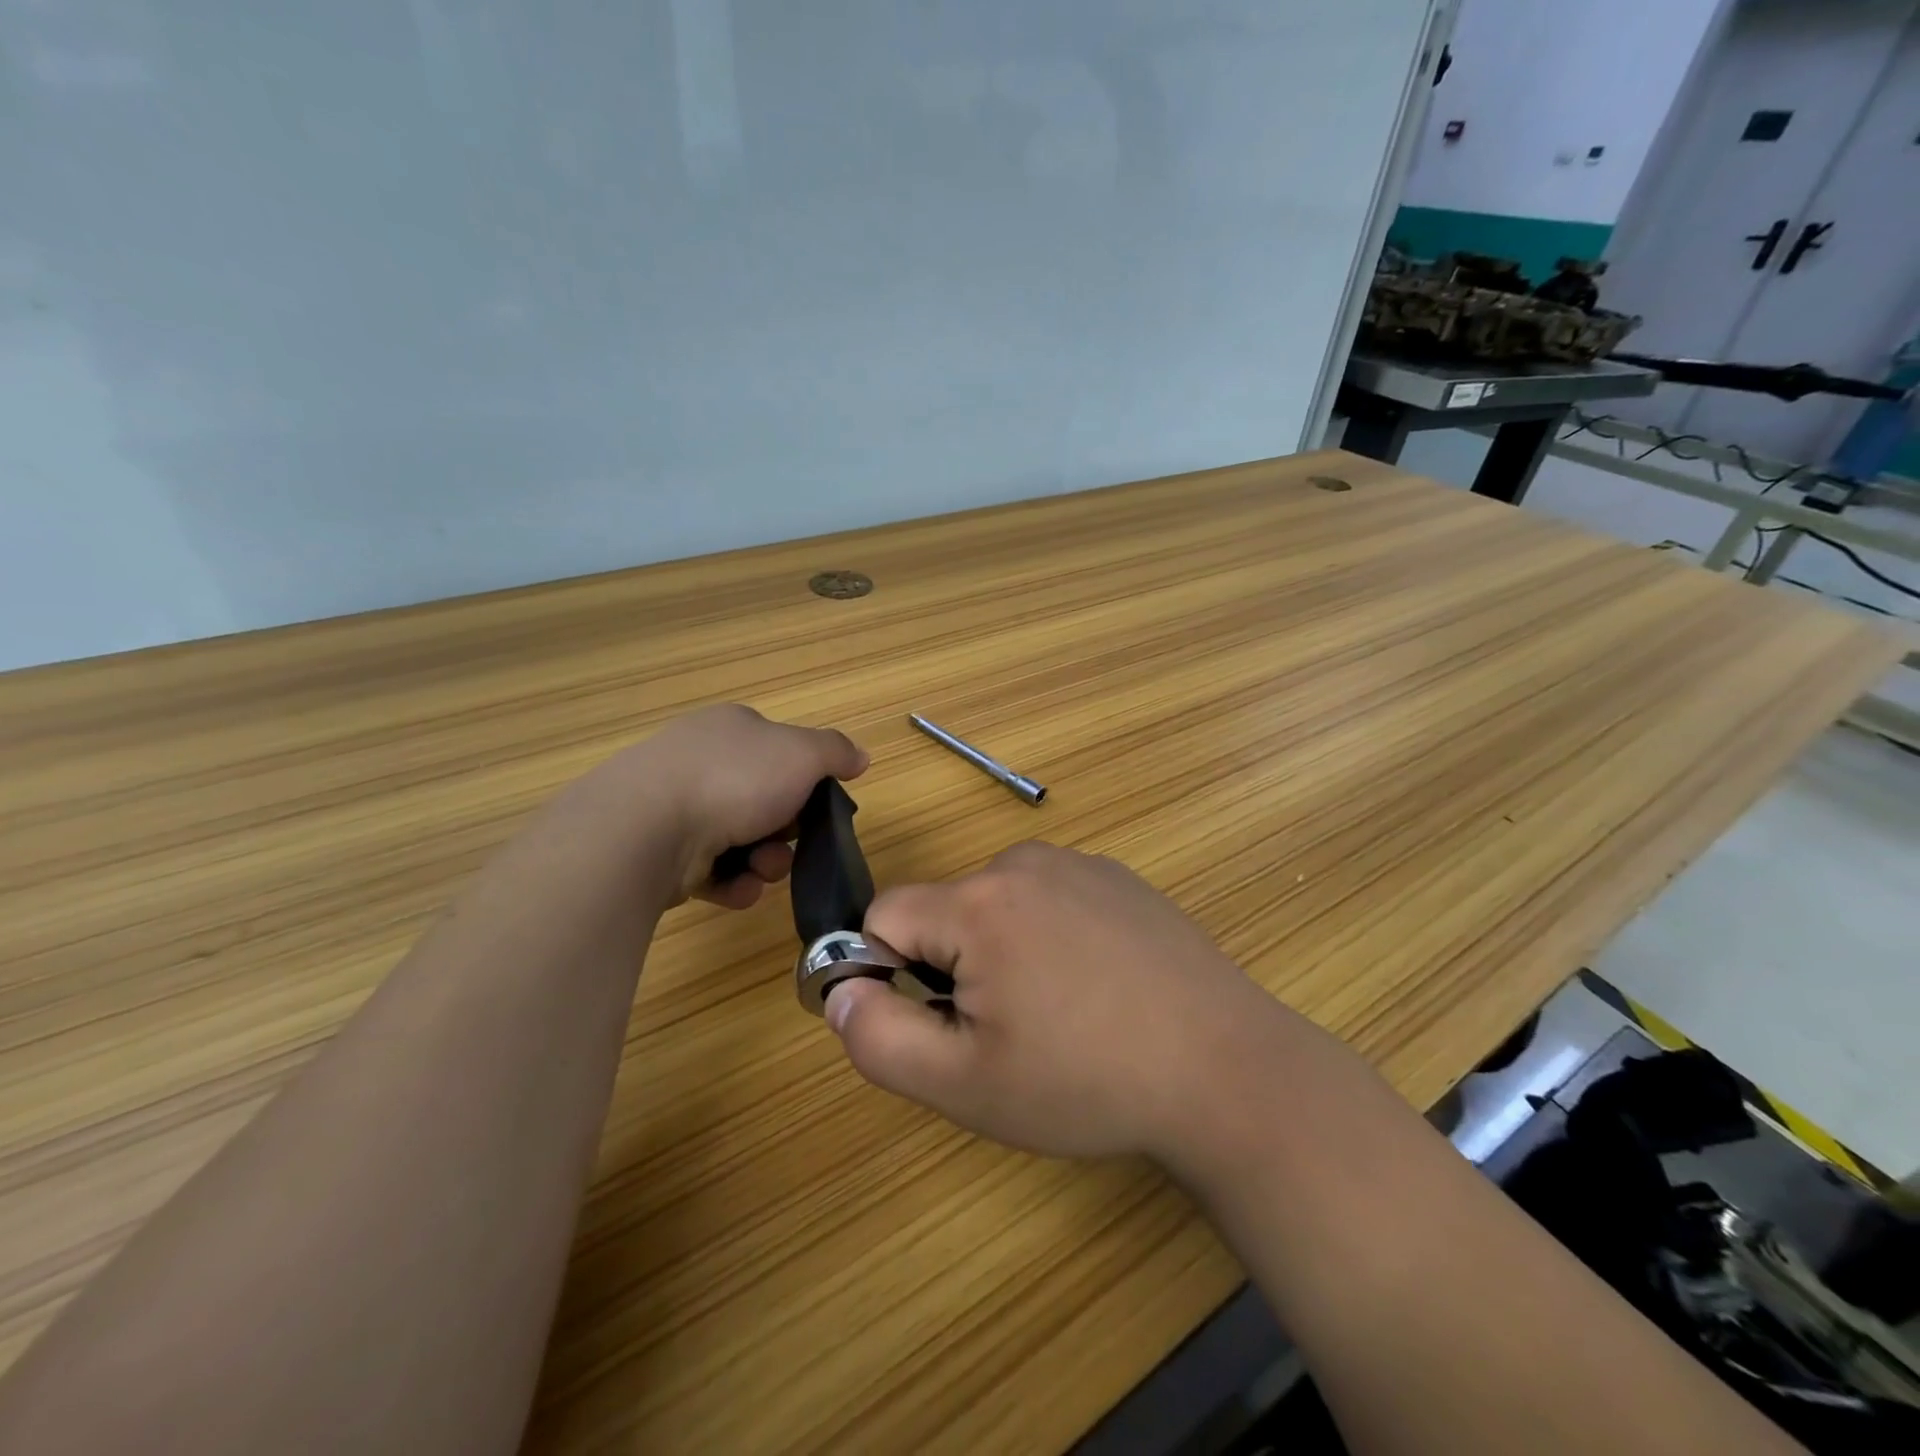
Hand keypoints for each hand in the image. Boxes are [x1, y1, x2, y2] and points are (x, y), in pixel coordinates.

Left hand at [603, 704, 867, 908]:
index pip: (781, 752)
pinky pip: (712, 871)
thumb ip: (836, 752)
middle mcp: (702, 762)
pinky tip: (735, 889)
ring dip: (764, 862)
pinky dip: (731, 883)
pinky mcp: (661, 851)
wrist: (648, 828)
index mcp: (733, 730)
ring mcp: (676, 806)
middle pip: (765, 802)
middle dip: (786, 832)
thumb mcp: (803, 754)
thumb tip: (860, 757)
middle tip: (790, 845)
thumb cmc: (735, 779)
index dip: (805, 782)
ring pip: (742, 841)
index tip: (818, 808)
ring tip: (759, 872)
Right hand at [827, 843, 1300, 1166]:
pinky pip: (1050, 898)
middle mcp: (1024, 862)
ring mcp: (1078, 863)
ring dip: (1002, 951)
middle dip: (952, 966)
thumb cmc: (1085, 1082)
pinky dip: (1051, 935)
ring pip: (997, 904)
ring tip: (1060, 1011)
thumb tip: (838, 990)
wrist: (1225, 1070)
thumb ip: (878, 1037)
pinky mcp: (1118, 876)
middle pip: (945, 910)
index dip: (890, 972)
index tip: (936, 1021)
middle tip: (1008, 1031)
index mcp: (979, 902)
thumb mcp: (964, 1084)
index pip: (885, 915)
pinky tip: (1100, 986)